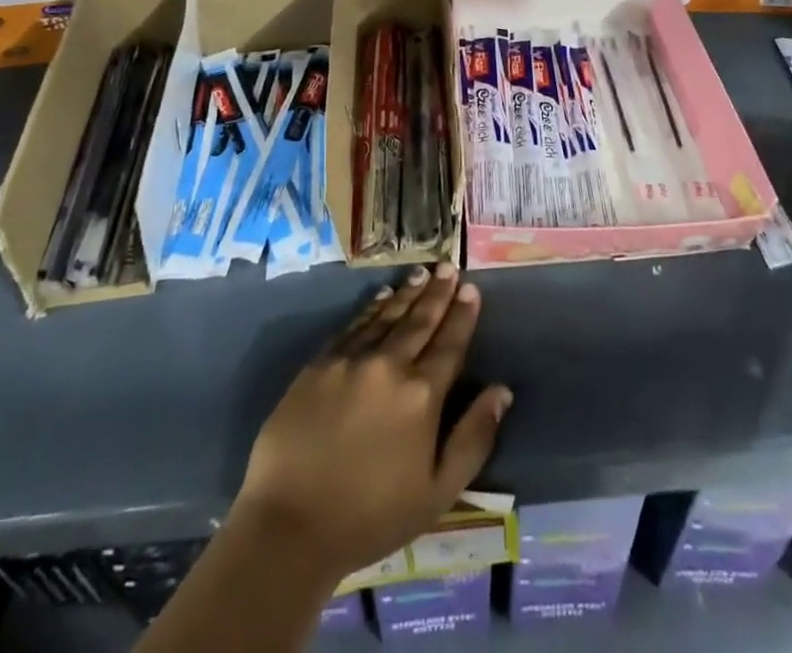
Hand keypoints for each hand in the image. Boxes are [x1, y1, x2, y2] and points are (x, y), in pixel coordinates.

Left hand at [233, 263, 512, 584]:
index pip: (450, 344)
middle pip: (420, 321)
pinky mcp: (319, 364)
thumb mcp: (438, 492)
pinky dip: (371, 307)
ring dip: (407, 293)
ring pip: (387, 316)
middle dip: (437, 293)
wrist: (289, 525)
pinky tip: (382, 296)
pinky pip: (353, 325)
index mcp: (421, 395)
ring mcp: (351, 360)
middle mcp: (389, 365)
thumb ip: (473, 438)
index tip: (471, 288)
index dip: (462, 315)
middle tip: (448, 266)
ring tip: (421, 273)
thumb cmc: (371, 517)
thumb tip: (501, 390)